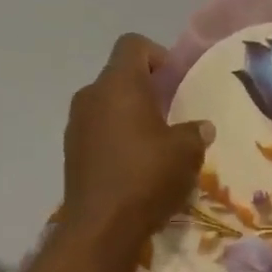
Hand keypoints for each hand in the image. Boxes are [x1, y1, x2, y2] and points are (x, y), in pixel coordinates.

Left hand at [61, 33, 213, 249]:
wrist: (101, 226)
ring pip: (108, 106)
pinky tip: (137, 165)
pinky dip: (117, 138)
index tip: (175, 80)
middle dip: (146, 89)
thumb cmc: (147, 176)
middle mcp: (91, 96)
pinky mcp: (71, 152)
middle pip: (119, 76)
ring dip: (131, 116)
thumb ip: (195, 132)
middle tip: (173, 113)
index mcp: (119, 84)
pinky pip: (99, 131)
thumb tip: (200, 127)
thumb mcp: (187, 151)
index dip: (157, 54)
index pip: (133, 45)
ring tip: (157, 143)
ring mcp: (76, 125)